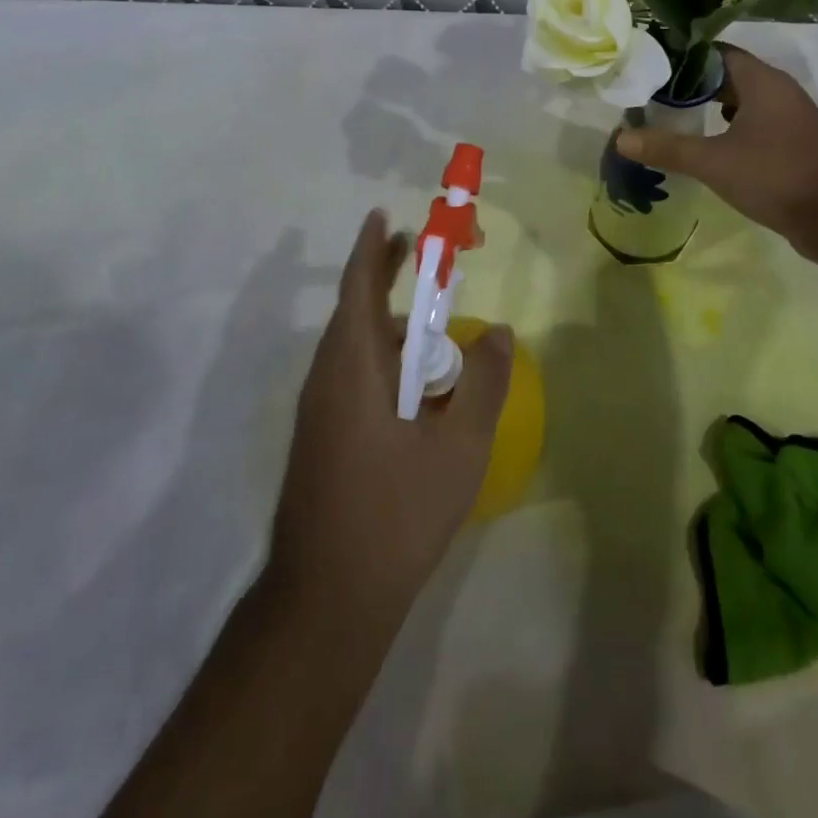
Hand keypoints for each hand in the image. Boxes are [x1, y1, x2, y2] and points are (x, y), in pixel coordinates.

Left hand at [270, 210, 513, 620]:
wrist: (326, 601)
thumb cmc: (395, 513)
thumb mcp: (459, 447)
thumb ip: (484, 383)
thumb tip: (498, 331)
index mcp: (352, 367)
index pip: (359, 287)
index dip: (373, 248)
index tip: (386, 217)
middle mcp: (327, 378)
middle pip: (357, 311)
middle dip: (388, 278)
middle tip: (428, 259)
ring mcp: (319, 411)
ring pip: (357, 349)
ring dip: (394, 328)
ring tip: (437, 333)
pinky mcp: (322, 438)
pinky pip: (355, 378)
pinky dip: (388, 363)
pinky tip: (421, 391)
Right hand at [615, 44, 817, 260]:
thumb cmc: (775, 176)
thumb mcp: (713, 162)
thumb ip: (667, 147)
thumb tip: (621, 138)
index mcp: (761, 81)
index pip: (715, 52)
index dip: (682, 57)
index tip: (650, 66)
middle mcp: (777, 91)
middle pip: (727, 75)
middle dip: (690, 84)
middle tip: (652, 93)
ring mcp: (788, 117)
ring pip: (741, 101)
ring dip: (709, 106)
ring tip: (671, 116)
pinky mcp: (792, 143)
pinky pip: (753, 123)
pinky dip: (727, 128)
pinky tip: (707, 145)